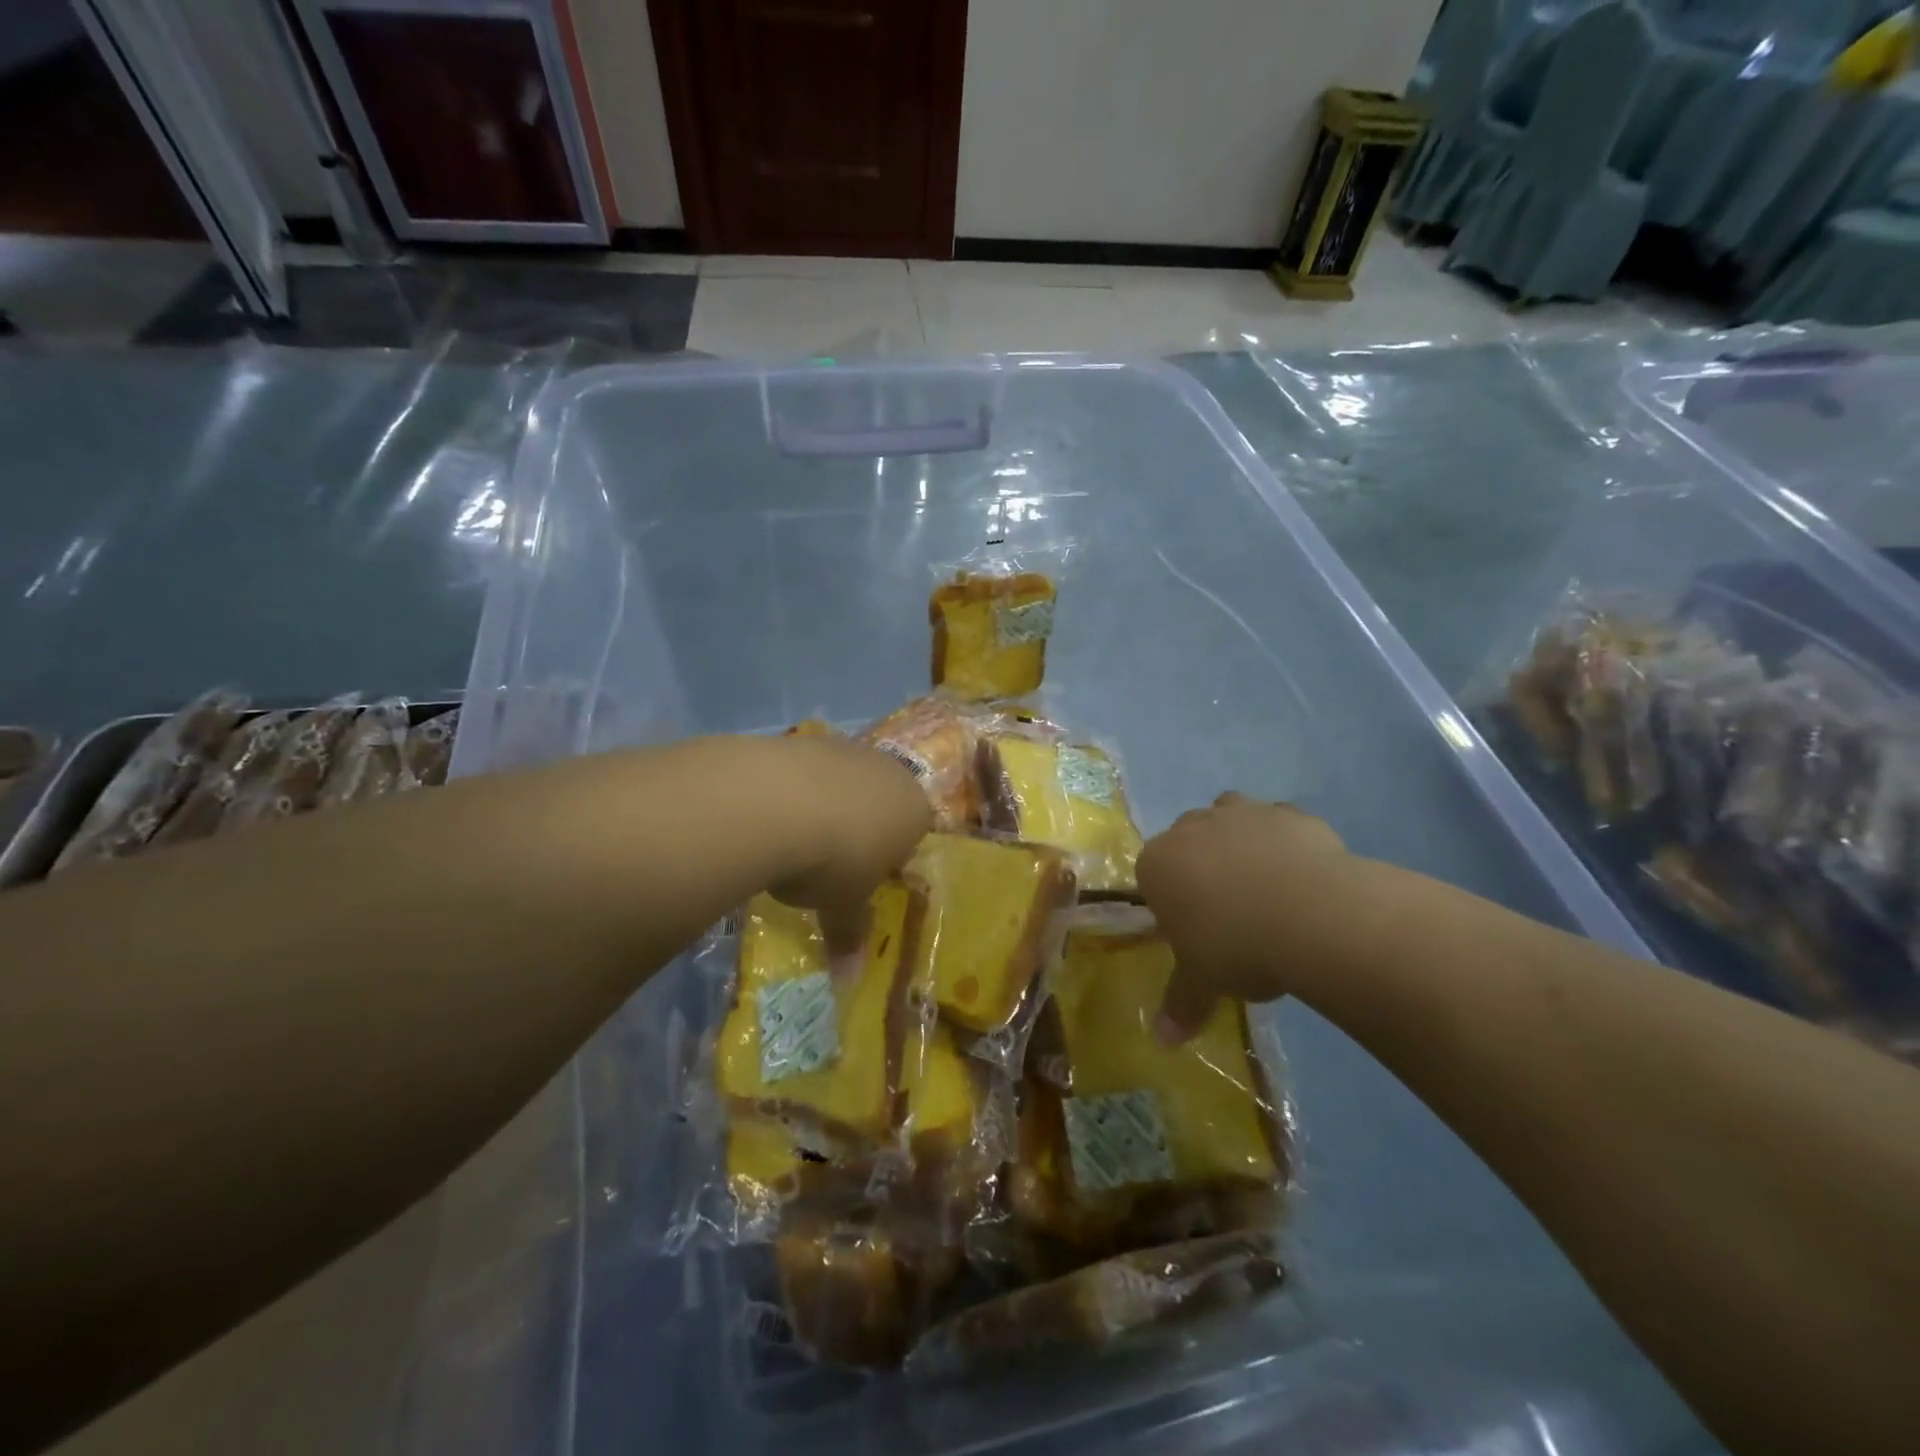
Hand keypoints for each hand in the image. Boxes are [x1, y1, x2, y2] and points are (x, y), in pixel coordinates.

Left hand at [765, 734, 931, 963]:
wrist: (777, 803)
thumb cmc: (832, 862)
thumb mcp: (842, 907)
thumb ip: (849, 934)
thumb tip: (849, 981)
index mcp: (914, 810)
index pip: (912, 833)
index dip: (886, 858)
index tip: (859, 880)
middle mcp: (888, 772)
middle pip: (879, 802)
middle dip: (858, 828)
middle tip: (826, 863)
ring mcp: (846, 749)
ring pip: (842, 782)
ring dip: (823, 806)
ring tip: (790, 840)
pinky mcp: (804, 739)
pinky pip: (805, 770)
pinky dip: (791, 790)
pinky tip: (766, 814)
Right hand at [1137, 793, 1349, 1042]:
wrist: (1311, 915)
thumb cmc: (1237, 947)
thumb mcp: (1204, 983)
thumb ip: (1181, 1004)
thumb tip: (1161, 1042)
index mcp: (1157, 864)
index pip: (1152, 876)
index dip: (1172, 902)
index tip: (1194, 931)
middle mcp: (1191, 828)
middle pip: (1187, 841)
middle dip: (1202, 866)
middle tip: (1229, 911)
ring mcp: (1241, 813)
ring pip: (1228, 816)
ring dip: (1237, 839)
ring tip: (1262, 883)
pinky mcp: (1288, 812)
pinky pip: (1278, 822)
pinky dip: (1284, 840)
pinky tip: (1302, 874)